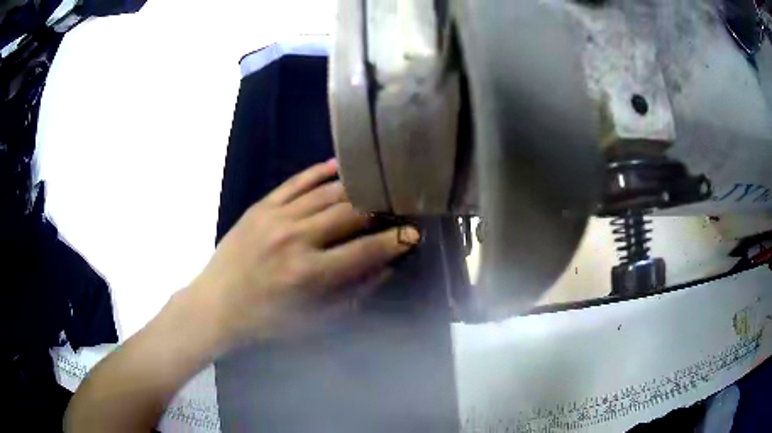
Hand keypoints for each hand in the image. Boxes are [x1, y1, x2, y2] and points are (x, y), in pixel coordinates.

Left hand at [189, 159, 419, 350]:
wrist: (216, 305)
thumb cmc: (267, 321)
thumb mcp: (314, 320)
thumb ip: (353, 293)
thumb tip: (386, 269)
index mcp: (309, 273)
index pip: (364, 251)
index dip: (393, 241)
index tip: (413, 234)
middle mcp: (294, 239)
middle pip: (348, 213)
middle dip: (379, 209)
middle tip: (395, 207)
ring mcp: (275, 217)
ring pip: (325, 193)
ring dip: (355, 188)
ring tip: (375, 185)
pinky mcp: (260, 207)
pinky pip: (295, 182)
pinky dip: (318, 172)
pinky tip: (338, 166)